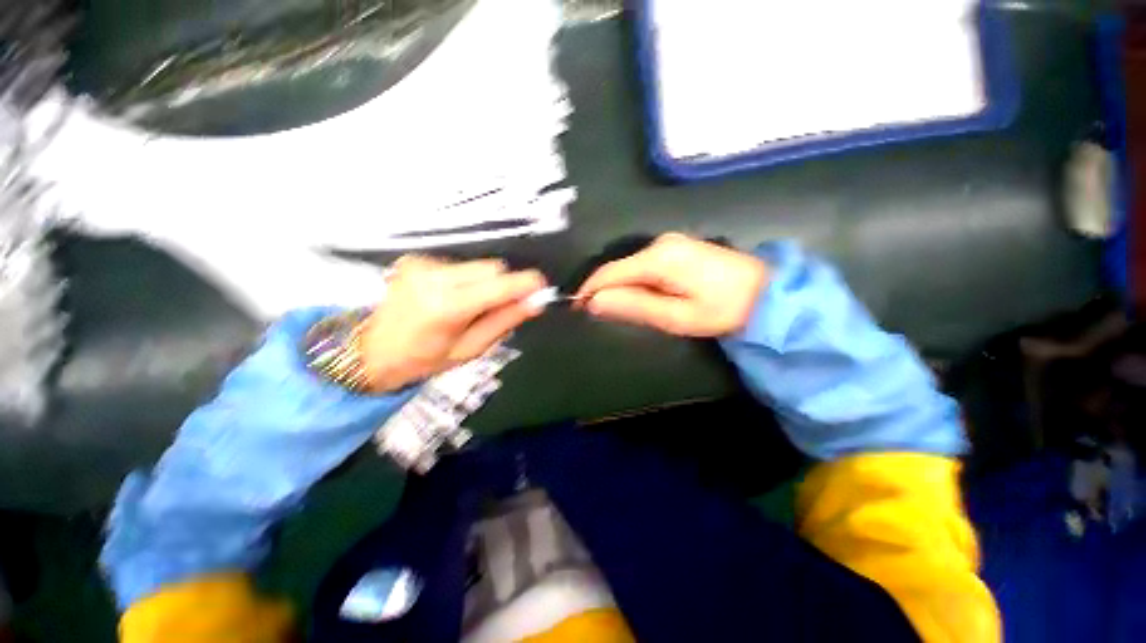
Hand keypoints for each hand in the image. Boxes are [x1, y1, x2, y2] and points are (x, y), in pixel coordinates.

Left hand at [361, 256, 546, 390]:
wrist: (371, 351)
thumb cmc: (424, 359)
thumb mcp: (471, 349)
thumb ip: (504, 321)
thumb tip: (535, 303)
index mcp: (446, 306)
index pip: (498, 285)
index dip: (525, 284)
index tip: (542, 287)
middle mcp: (433, 277)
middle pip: (491, 268)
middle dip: (503, 285)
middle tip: (498, 308)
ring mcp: (421, 265)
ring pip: (477, 266)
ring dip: (484, 284)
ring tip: (468, 306)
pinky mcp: (416, 260)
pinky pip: (459, 266)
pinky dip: (466, 280)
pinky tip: (450, 297)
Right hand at [576, 233, 768, 336]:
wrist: (767, 293)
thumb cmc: (722, 310)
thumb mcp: (676, 315)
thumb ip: (634, 305)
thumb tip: (595, 302)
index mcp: (658, 258)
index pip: (610, 272)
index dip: (590, 290)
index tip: (577, 308)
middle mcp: (660, 243)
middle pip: (618, 267)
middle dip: (604, 289)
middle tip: (597, 315)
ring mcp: (670, 242)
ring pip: (629, 265)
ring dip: (619, 286)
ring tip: (615, 309)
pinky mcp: (677, 247)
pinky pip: (643, 264)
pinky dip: (634, 280)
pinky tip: (638, 295)